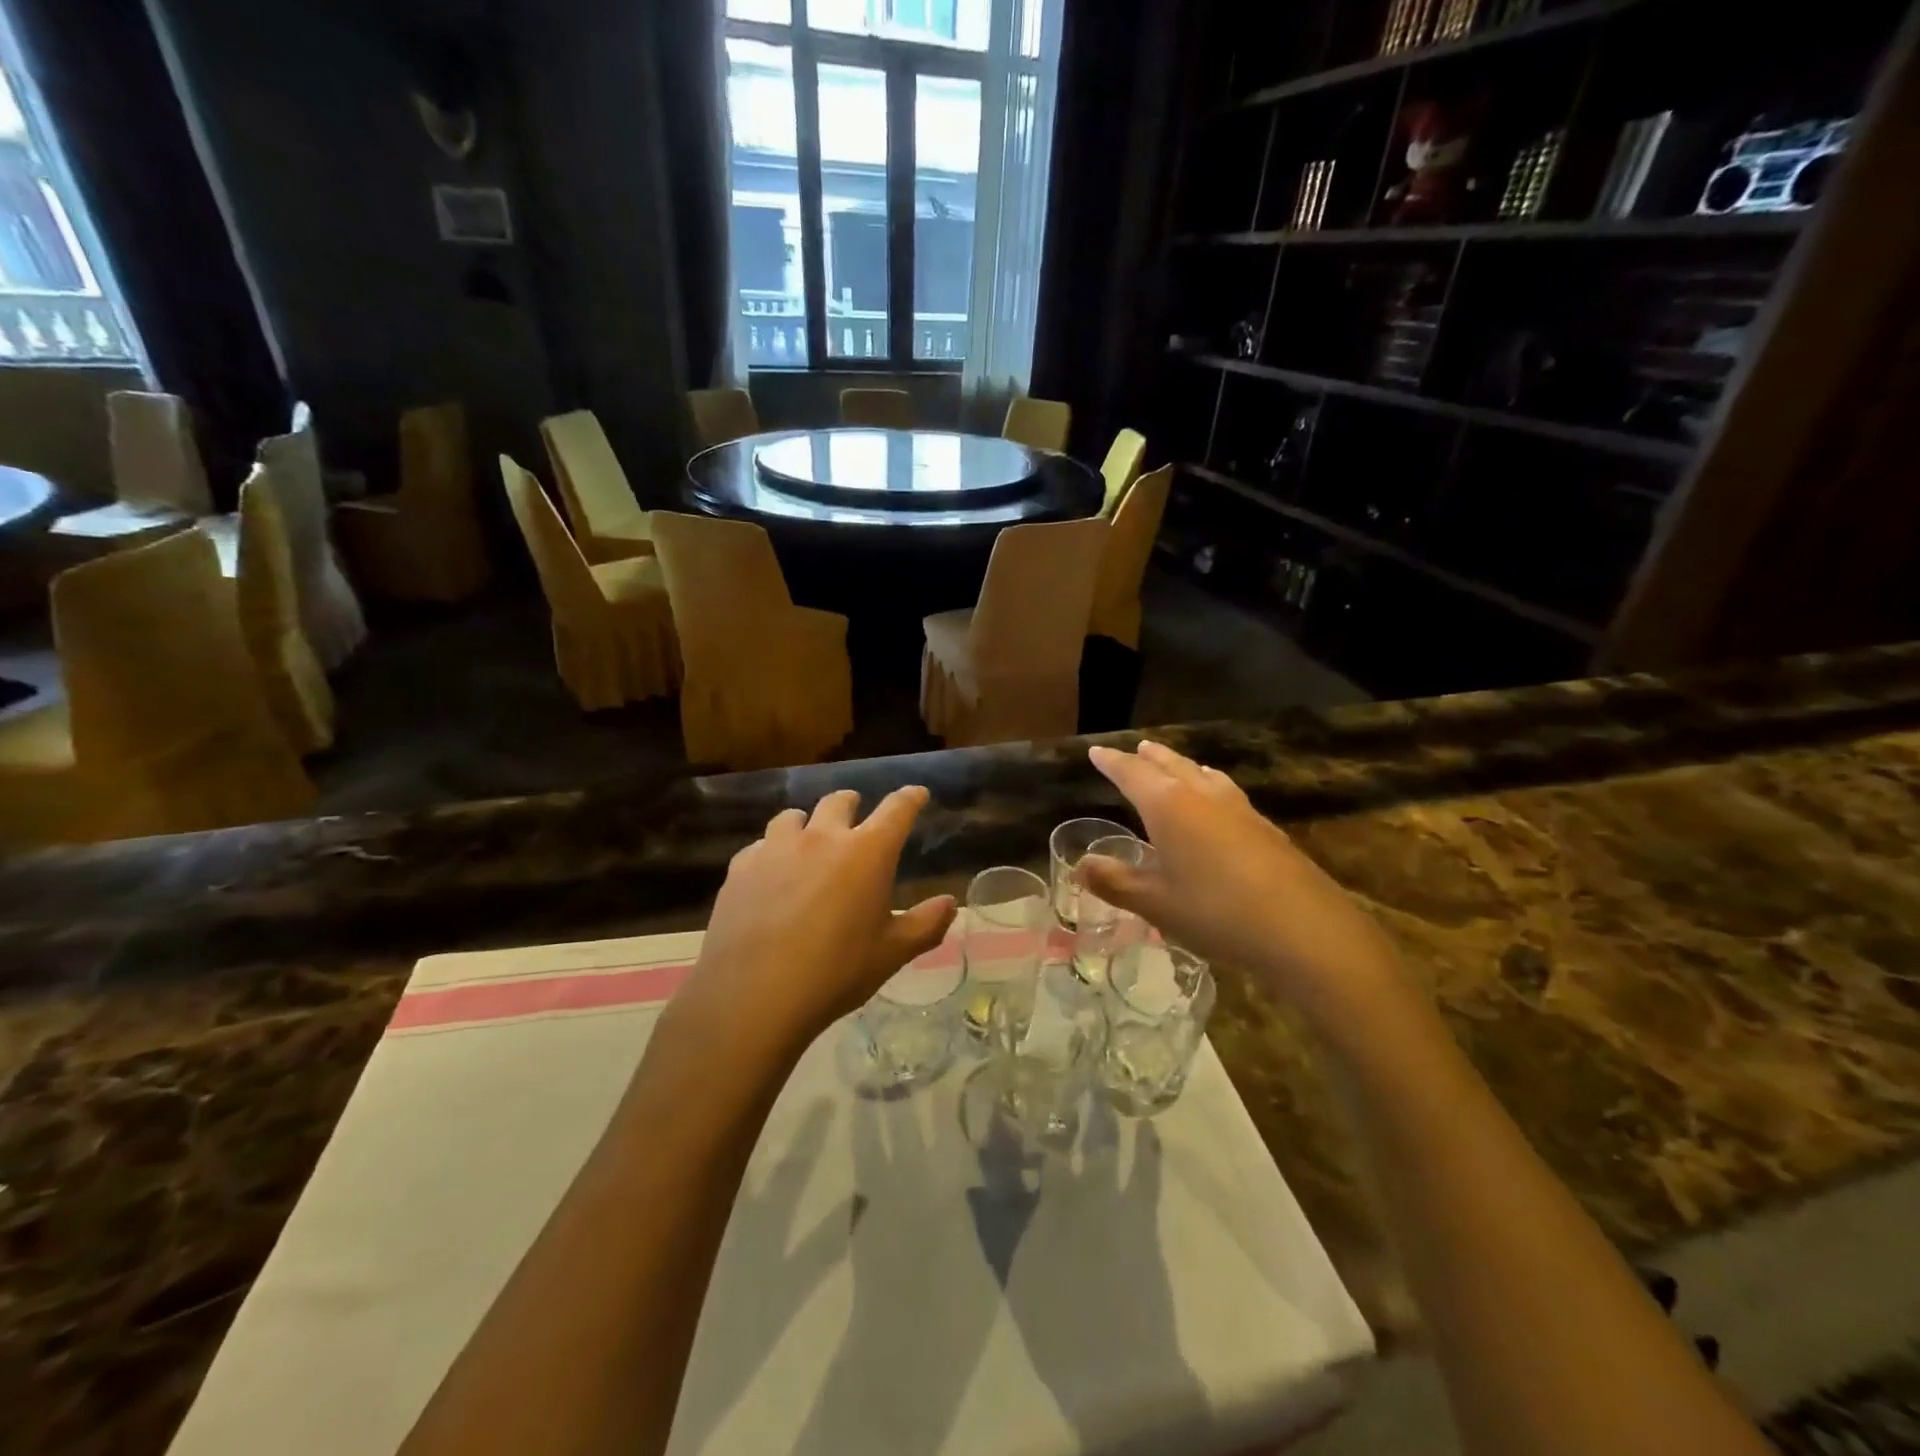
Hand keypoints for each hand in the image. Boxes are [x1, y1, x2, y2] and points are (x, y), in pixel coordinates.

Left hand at [682, 787, 957, 1051]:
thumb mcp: (891, 954)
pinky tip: (769, 876)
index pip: (897, 810)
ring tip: (808, 842)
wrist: (754, 996)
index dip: (910, 798)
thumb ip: (926, 924)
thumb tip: (950, 903)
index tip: (917, 794)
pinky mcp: (741, 867)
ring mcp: (776, 848)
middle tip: (856, 816)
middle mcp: (822, 837)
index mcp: (867, 852)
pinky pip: (760, 846)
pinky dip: (772, 853)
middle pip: (839, 801)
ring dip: (807, 824)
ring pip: (793, 817)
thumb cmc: (835, 973)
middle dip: (852, 804)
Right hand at [1077, 741, 1405, 1028]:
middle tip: (1137, 749)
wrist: (1303, 928)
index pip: (1132, 773)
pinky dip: (1211, 786)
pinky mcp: (1266, 828)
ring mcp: (1239, 810)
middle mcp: (1202, 797)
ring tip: (1176, 764)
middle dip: (1150, 758)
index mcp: (1168, 806)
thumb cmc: (1215, 911)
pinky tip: (1220, 802)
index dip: (1112, 762)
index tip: (1096, 751)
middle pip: (1171, 765)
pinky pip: (1227, 792)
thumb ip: (1115, 881)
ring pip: (1203, 775)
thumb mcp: (1155, 903)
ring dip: (1183, 766)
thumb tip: (1080, 865)